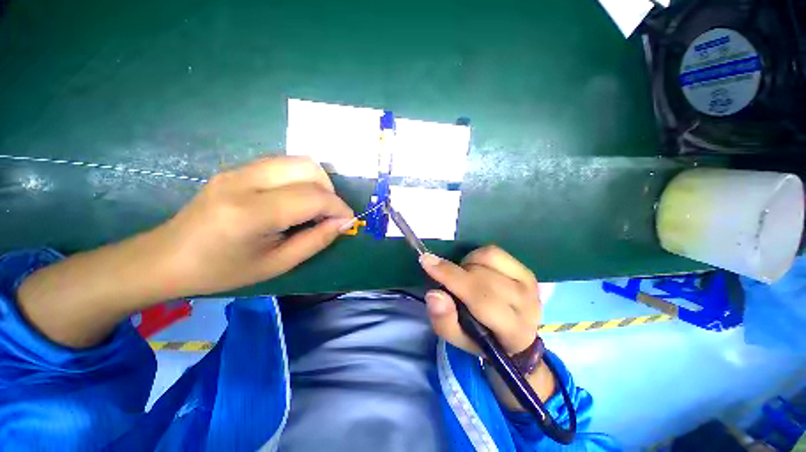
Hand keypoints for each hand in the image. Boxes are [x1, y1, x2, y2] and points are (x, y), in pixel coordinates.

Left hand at [154, 156, 352, 297]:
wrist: (166, 257)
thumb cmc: (222, 271)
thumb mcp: (277, 264)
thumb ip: (315, 241)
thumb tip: (343, 223)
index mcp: (251, 213)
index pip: (312, 197)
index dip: (338, 207)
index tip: (348, 220)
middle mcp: (244, 182)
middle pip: (307, 167)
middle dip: (330, 190)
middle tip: (330, 213)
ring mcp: (237, 170)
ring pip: (296, 160)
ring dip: (317, 182)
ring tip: (316, 206)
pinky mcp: (236, 169)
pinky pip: (282, 164)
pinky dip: (300, 179)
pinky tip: (295, 200)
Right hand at [419, 246, 540, 355]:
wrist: (515, 339)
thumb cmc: (482, 340)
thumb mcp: (457, 339)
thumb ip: (443, 320)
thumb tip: (434, 294)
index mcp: (512, 330)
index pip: (480, 297)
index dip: (451, 277)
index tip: (426, 261)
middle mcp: (527, 304)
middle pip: (482, 275)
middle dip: (456, 273)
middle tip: (448, 281)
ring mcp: (529, 284)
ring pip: (488, 258)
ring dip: (467, 264)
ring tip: (464, 278)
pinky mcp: (526, 271)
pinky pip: (494, 252)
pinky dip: (477, 256)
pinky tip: (476, 269)